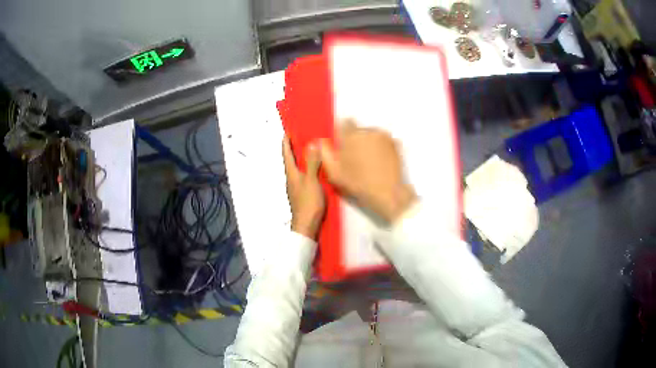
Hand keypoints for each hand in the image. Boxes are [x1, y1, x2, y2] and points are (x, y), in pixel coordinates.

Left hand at [283, 136, 324, 238]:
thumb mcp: (312, 181)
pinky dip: (306, 168)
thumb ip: (312, 163)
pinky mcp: (302, 194)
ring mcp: (296, 187)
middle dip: (293, 149)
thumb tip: (311, 144)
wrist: (306, 225)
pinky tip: (314, 169)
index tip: (287, 132)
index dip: (286, 142)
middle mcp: (291, 179)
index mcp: (291, 174)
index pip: (286, 154)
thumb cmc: (308, 203)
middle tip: (298, 137)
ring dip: (300, 158)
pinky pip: (303, 176)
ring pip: (297, 168)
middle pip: (290, 160)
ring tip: (308, 150)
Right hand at [319, 121, 415, 223]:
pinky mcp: (395, 142)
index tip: (343, 143)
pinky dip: (380, 146)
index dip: (343, 132)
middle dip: (356, 140)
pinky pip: (383, 140)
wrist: (387, 192)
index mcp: (351, 136)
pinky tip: (379, 160)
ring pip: (371, 134)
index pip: (344, 123)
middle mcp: (367, 131)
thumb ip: (325, 153)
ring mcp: (383, 136)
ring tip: (369, 160)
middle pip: (358, 130)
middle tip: (356, 157)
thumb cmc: (358, 184)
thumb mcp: (334, 173)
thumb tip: (320, 140)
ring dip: (369, 142)